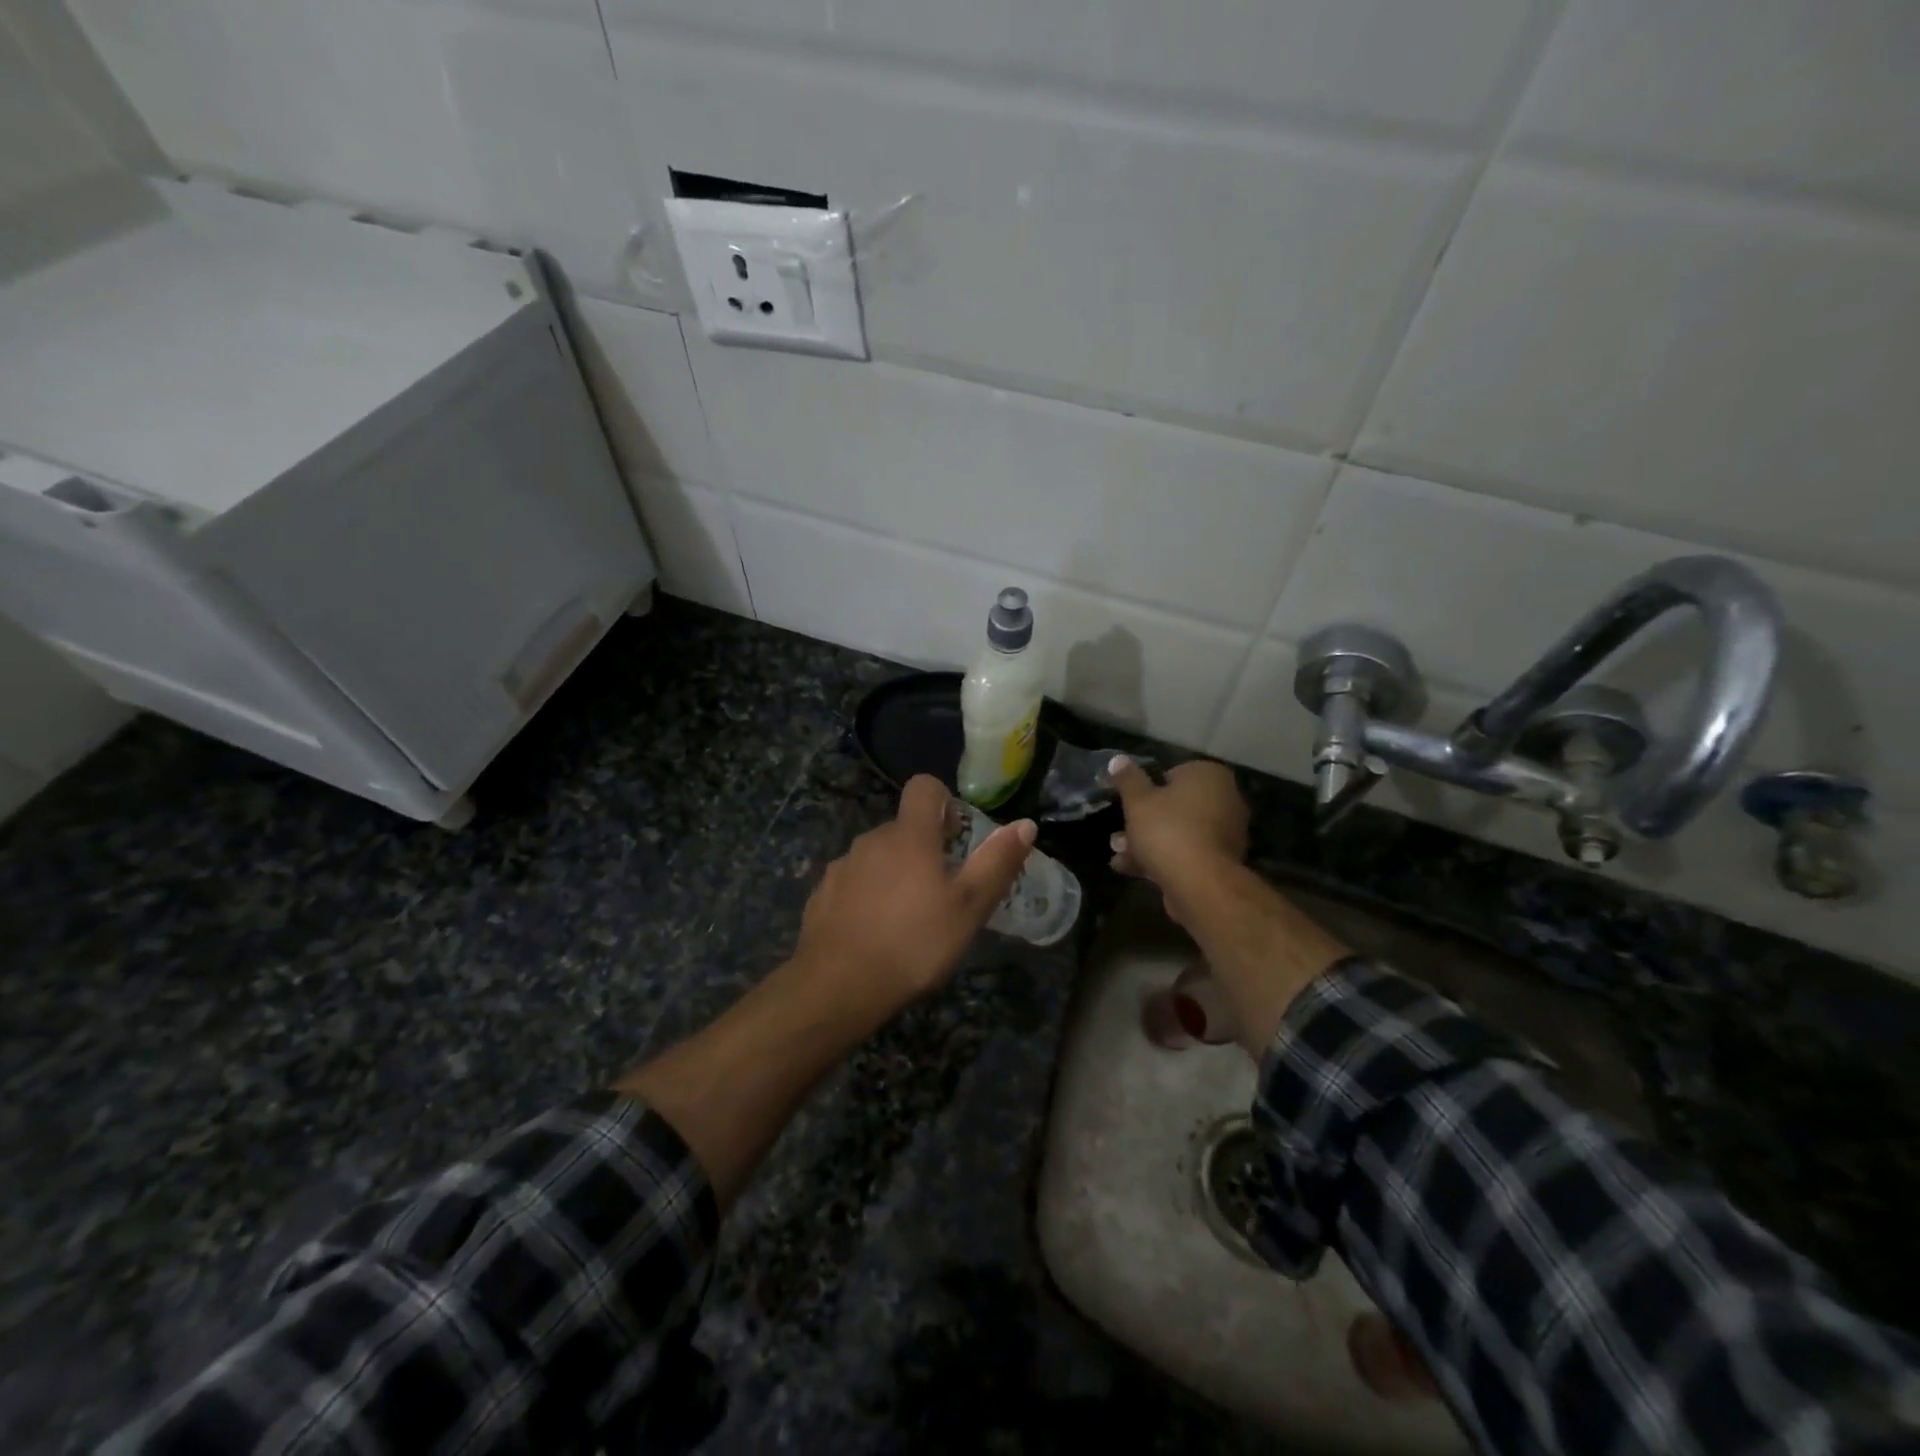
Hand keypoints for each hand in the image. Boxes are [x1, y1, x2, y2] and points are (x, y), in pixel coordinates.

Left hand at [793, 775, 1036, 1017]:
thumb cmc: (915, 943)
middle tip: (942, 891)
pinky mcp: (821, 894)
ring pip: (877, 856)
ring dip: (894, 873)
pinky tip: (874, 932)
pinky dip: (867, 896)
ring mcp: (842, 866)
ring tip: (908, 918)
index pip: (923, 787)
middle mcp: (871, 840)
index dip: (943, 800)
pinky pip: (853, 882)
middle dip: (923, 848)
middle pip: (902, 828)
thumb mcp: (969, 908)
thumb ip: (997, 863)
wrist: (838, 985)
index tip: (955, 836)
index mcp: (909, 836)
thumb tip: (1025, 824)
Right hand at [1109, 757, 1248, 904]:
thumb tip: (1118, 759)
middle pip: (1175, 806)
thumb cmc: (1167, 830)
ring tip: (1118, 853)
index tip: (1129, 802)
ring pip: (1178, 832)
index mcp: (1209, 776)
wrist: (1199, 884)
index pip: (1174, 773)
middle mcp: (1225, 800)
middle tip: (1119, 833)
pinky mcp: (1219, 862)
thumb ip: (1128, 779)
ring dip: (1147, 842)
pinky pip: (1186, 852)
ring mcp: (1225, 834)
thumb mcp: (1138, 800)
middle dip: (1143, 821)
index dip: (1148, 788)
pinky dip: (1162, 858)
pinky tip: (1131, 869)